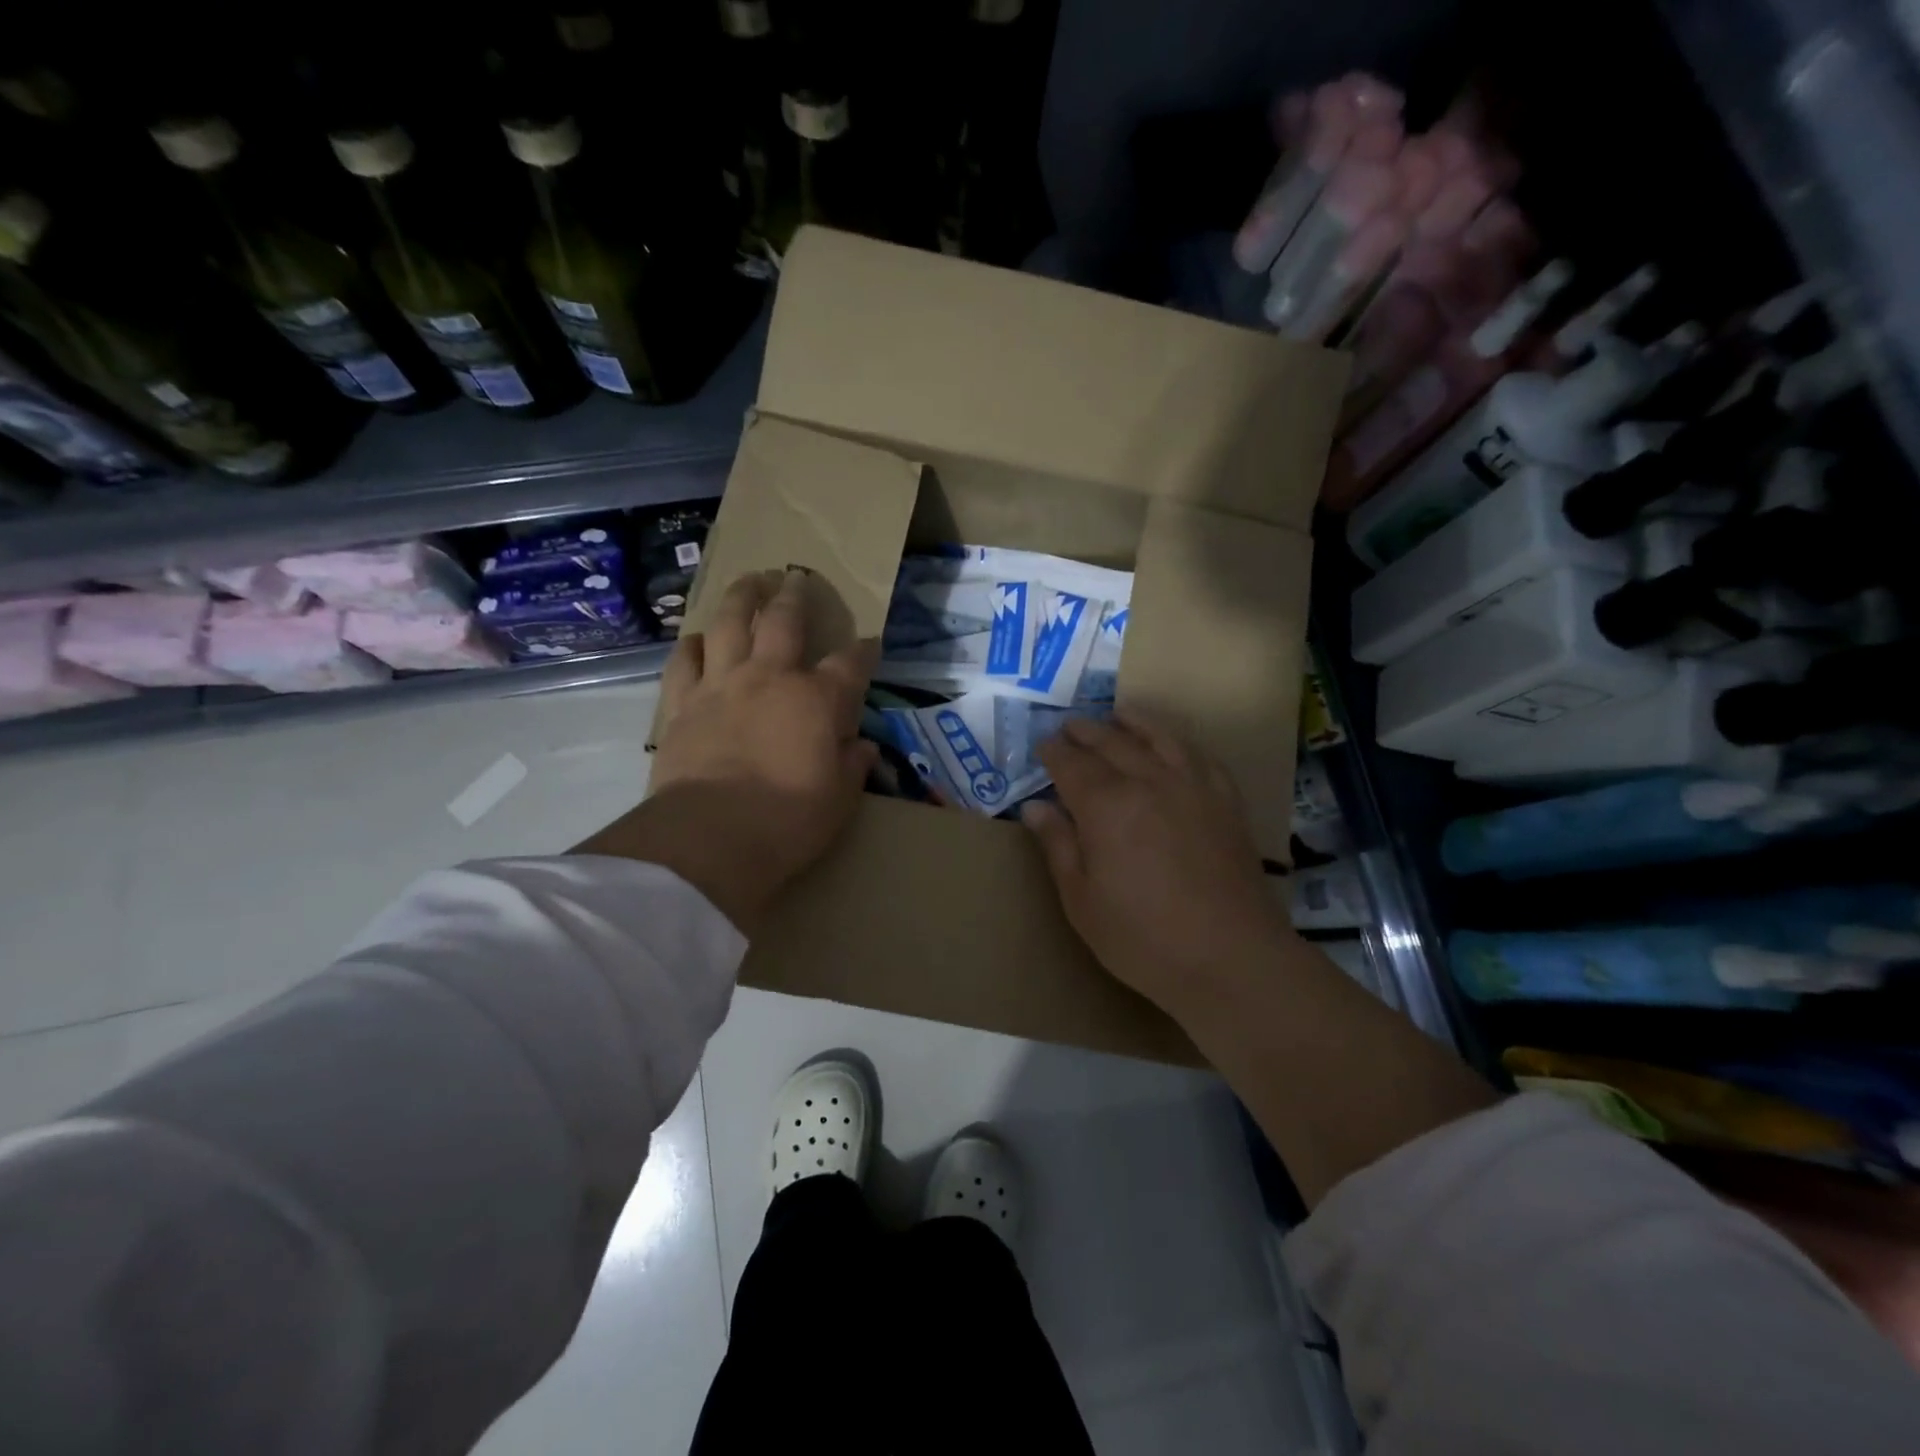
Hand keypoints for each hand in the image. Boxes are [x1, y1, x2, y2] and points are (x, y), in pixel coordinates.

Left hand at [577, 568, 877, 932]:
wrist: (709, 837)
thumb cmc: (787, 821)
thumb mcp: (839, 801)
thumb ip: (852, 766)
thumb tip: (862, 747)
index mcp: (816, 700)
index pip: (850, 664)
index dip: (864, 650)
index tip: (870, 642)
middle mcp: (770, 679)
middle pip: (784, 621)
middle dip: (795, 596)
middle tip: (797, 578)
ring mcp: (722, 686)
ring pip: (729, 624)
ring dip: (741, 598)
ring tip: (749, 581)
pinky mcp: (683, 705)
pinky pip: (685, 661)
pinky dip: (694, 645)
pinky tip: (699, 639)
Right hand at [1021, 710, 1291, 1018]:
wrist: (1231, 958)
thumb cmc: (1143, 938)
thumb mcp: (1082, 900)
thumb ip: (1058, 845)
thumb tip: (1034, 806)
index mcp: (1106, 806)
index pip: (1072, 764)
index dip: (1054, 753)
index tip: (1043, 746)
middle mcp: (1149, 782)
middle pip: (1111, 743)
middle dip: (1086, 732)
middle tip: (1070, 727)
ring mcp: (1192, 787)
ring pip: (1158, 738)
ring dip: (1133, 722)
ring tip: (1118, 715)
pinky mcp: (1225, 800)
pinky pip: (1199, 755)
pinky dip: (1179, 741)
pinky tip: (1173, 744)